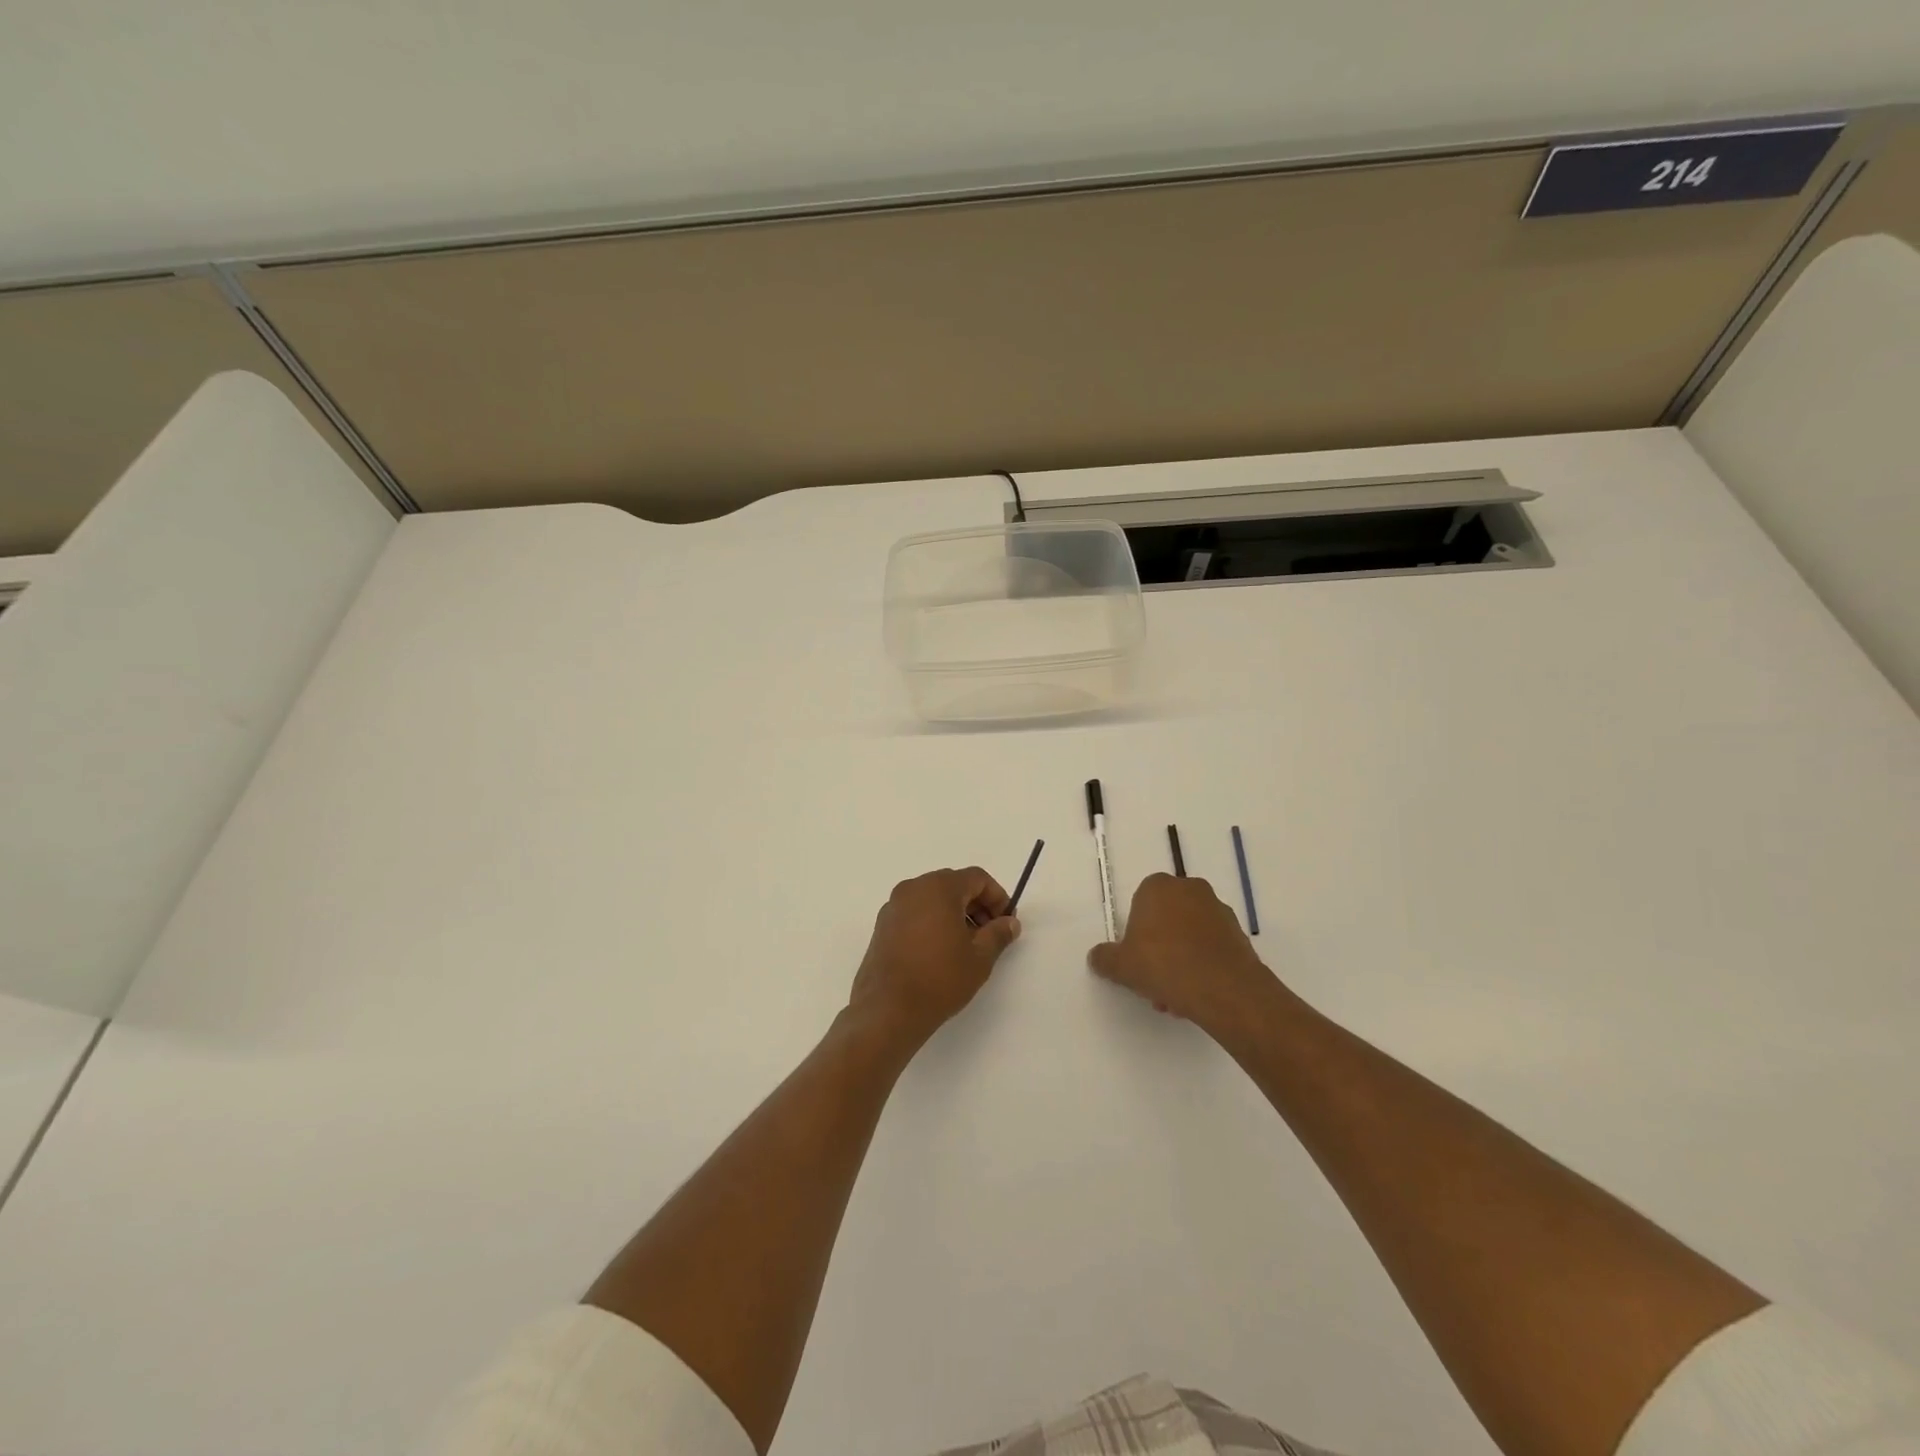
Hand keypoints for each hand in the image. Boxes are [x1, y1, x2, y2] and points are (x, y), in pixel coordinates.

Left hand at [850, 868, 1020, 1046]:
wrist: (888, 1010)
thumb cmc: (939, 979)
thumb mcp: (980, 958)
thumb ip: (998, 933)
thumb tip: (1009, 922)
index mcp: (938, 887)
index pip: (977, 878)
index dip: (997, 897)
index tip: (1006, 922)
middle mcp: (913, 888)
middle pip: (953, 885)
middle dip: (976, 905)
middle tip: (989, 934)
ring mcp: (893, 906)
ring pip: (932, 898)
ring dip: (955, 914)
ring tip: (966, 946)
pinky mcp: (882, 926)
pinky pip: (915, 912)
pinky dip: (933, 922)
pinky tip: (940, 952)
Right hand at [1087, 874, 1281, 1038]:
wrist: (1225, 989)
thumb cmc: (1165, 965)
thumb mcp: (1122, 966)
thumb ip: (1105, 959)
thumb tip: (1096, 957)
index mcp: (1158, 887)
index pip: (1140, 904)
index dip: (1135, 934)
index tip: (1136, 960)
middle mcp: (1190, 890)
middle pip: (1166, 920)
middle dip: (1159, 950)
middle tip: (1154, 981)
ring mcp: (1219, 910)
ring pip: (1189, 936)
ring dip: (1180, 960)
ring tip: (1176, 997)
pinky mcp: (1239, 934)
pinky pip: (1211, 947)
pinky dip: (1203, 965)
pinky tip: (1197, 993)